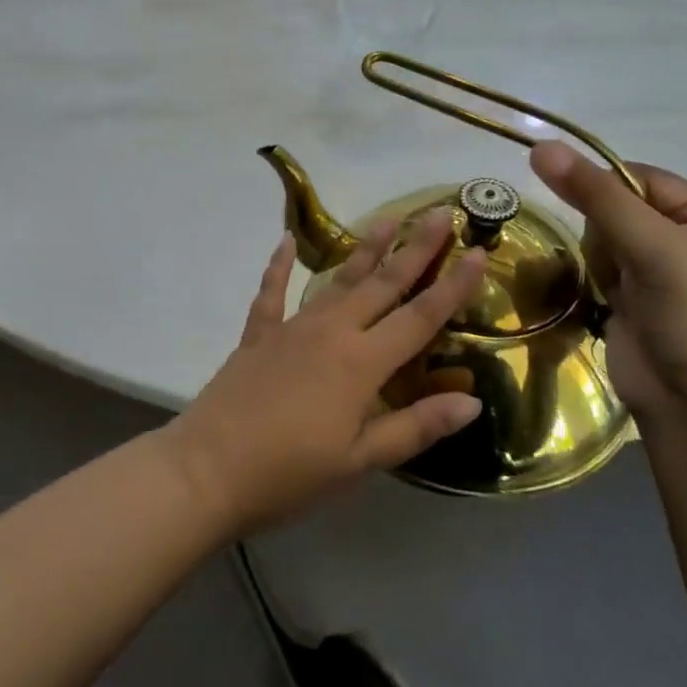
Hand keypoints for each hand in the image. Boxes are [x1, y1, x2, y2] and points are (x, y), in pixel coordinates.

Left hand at [164, 211, 487, 536]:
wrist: (208, 468)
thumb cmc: (290, 474)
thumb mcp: (360, 461)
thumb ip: (415, 427)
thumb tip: (471, 401)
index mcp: (361, 363)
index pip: (419, 318)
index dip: (452, 286)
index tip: (478, 252)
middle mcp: (330, 332)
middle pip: (381, 284)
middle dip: (414, 249)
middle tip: (438, 213)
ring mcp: (291, 328)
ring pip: (336, 280)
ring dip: (363, 249)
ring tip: (385, 219)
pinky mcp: (258, 335)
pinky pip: (272, 291)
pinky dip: (279, 266)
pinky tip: (284, 241)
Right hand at [529, 143, 686, 426]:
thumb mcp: (649, 244)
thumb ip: (594, 195)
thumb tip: (540, 146)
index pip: (637, 176)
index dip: (603, 183)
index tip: (576, 200)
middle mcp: (680, 239)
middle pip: (614, 208)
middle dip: (602, 230)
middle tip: (616, 260)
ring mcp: (654, 273)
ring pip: (599, 239)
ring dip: (598, 259)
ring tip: (615, 289)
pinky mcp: (630, 302)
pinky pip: (596, 270)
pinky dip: (594, 281)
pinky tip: (604, 301)